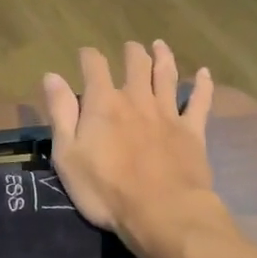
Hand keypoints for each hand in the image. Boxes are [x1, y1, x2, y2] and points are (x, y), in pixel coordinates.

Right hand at [43, 41, 224, 252]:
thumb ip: (61, 113)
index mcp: (104, 104)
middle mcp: (137, 99)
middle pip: (136, 65)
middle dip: (131, 52)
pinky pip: (200, 102)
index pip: (95, 67)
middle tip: (130, 47)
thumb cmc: (106, 189)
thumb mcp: (68, 155)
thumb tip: (52, 76)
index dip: (89, 56)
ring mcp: (168, 113)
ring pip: (167, 76)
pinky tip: (204, 73)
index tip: (85, 53)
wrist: (161, 212)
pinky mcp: (192, 131)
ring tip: (160, 45)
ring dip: (163, 57)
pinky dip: (203, 86)